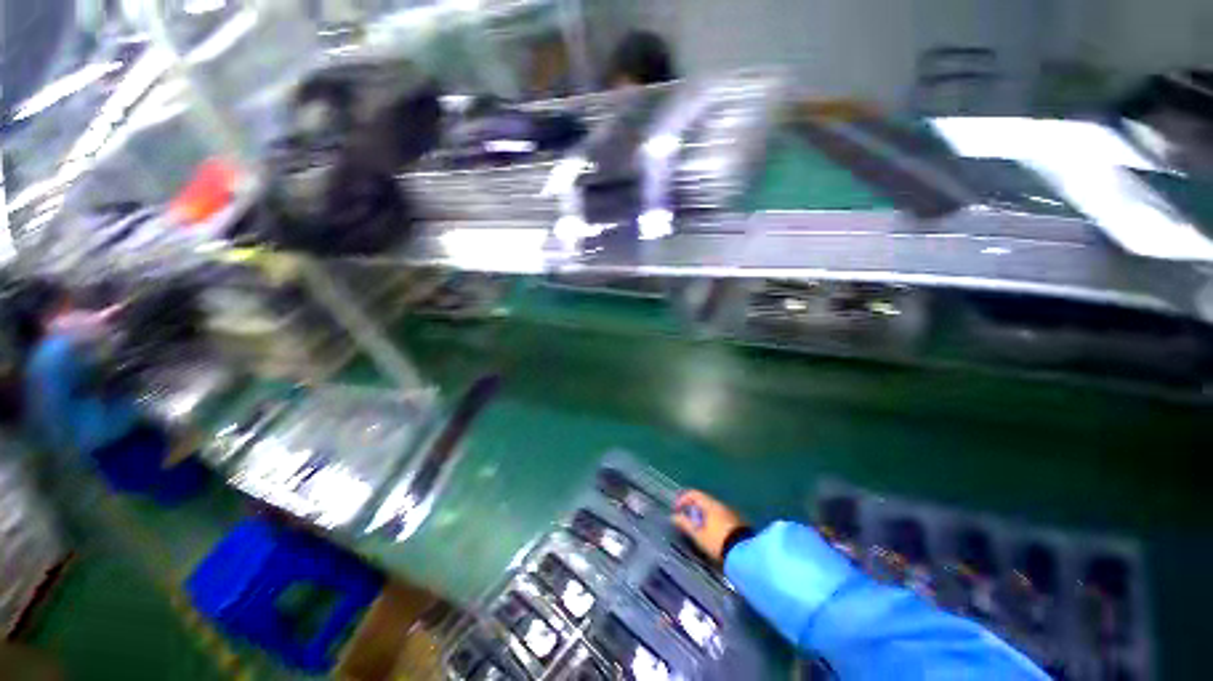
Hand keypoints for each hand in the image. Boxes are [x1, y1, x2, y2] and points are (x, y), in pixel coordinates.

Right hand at [672, 490, 745, 563]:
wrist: (745, 554)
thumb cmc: (718, 542)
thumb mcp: (698, 535)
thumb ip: (685, 524)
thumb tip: (673, 517)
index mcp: (710, 504)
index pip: (693, 493)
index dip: (682, 499)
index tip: (676, 510)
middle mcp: (721, 504)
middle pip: (703, 500)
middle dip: (693, 508)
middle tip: (686, 521)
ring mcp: (731, 512)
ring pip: (712, 508)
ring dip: (703, 515)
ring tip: (698, 529)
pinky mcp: (738, 521)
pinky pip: (720, 515)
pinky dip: (712, 519)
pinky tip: (712, 532)